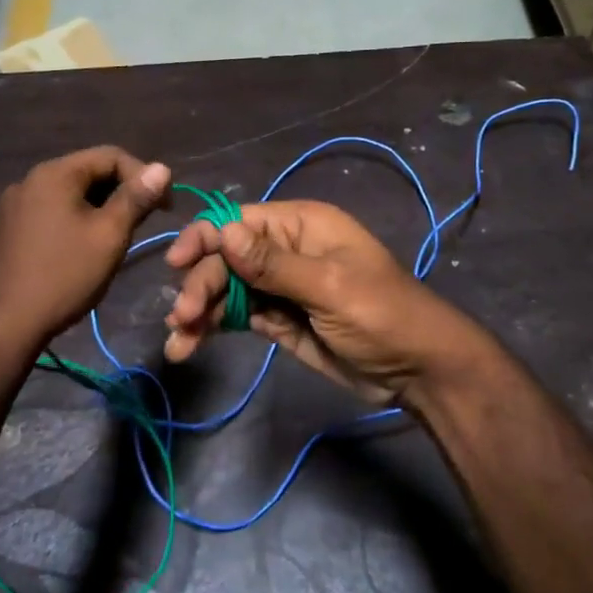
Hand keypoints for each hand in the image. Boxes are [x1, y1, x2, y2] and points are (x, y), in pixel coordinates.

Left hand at [0, 146, 170, 348]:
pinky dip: (74, 219)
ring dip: (98, 207)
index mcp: (55, 174)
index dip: (144, 176)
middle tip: (145, 221)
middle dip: (121, 191)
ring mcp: (13, 204)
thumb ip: (136, 198)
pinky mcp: (6, 228)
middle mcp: (30, 179)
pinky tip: (82, 247)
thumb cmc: (65, 276)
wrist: (6, 323)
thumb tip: (161, 168)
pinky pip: (50, 211)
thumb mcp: (109, 235)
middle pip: (88, 172)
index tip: (165, 206)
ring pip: (69, 194)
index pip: (111, 156)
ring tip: (117, 235)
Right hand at [163, 200, 480, 402]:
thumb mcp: (329, 287)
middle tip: (182, 318)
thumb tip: (223, 232)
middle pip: (226, 259)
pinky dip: (212, 329)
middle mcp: (284, 250)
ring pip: (226, 290)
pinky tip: (188, 345)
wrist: (417, 370)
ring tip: (179, 342)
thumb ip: (273, 264)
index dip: (204, 238)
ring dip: (199, 311)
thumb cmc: (382, 315)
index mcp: (301, 226)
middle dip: (201, 284)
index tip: (176, 264)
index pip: (239, 221)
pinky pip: (237, 317)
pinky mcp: (277, 319)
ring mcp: (279, 287)